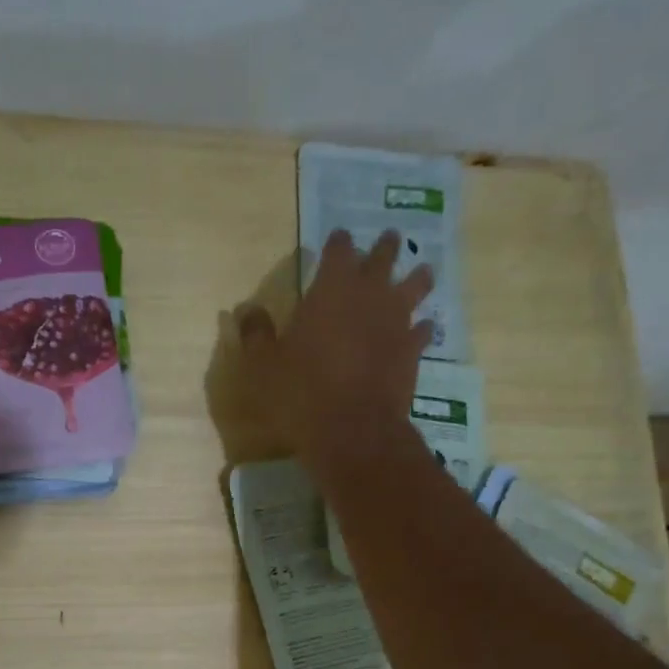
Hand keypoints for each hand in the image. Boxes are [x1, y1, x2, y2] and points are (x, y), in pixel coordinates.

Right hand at [236, 229, 433, 476]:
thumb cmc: (300, 392)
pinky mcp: (412, 351)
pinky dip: (421, 327)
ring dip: (416, 277)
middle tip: (388, 239)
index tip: (337, 239)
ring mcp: (397, 322)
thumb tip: (246, 311)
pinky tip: (422, 328)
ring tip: (420, 272)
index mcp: (331, 288)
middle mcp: (370, 294)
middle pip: (384, 257)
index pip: (338, 249)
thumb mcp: (262, 365)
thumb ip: (256, 333)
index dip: (338, 242)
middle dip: (384, 247)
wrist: (351, 430)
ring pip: (415, 286)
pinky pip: (423, 331)